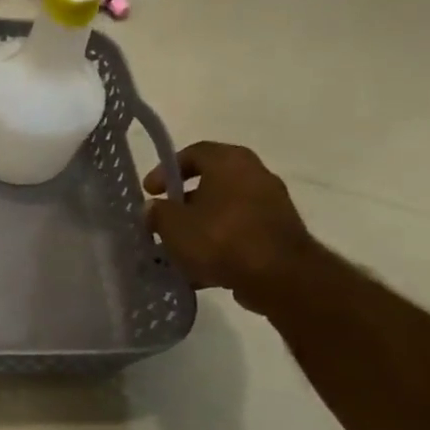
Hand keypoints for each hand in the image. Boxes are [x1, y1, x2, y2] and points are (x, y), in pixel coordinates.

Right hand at [144, 142, 315, 314]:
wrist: (280, 277)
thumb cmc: (220, 239)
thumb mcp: (173, 225)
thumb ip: (157, 213)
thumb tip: (154, 208)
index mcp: (229, 161)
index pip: (193, 153)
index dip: (165, 170)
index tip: (150, 192)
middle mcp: (255, 175)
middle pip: (211, 182)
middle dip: (183, 202)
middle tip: (163, 220)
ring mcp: (272, 204)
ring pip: (225, 210)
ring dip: (200, 226)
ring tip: (178, 250)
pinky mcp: (279, 233)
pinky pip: (240, 232)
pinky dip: (220, 244)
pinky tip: (201, 269)